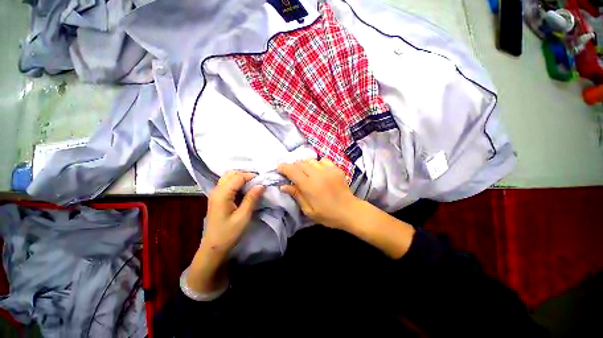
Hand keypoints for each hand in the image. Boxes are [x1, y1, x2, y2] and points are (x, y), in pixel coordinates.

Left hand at [201, 171, 264, 259]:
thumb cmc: (229, 233)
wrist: (214, 247)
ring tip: (253, 185)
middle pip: (231, 174)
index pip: (238, 177)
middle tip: (258, 182)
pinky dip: (237, 183)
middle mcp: (216, 190)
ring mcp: (215, 193)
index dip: (251, 176)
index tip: (263, 181)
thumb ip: (252, 198)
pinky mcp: (217, 198)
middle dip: (246, 175)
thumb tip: (261, 184)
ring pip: (229, 177)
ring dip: (242, 178)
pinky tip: (245, 189)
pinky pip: (228, 184)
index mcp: (222, 194)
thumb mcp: (243, 216)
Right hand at [277, 159, 359, 229]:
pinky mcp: (336, 168)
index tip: (279, 168)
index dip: (284, 168)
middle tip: (292, 173)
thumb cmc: (328, 214)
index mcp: (310, 186)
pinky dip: (317, 164)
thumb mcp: (309, 210)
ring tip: (304, 172)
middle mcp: (318, 174)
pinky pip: (322, 160)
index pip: (293, 171)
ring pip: (311, 160)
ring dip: (304, 164)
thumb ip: (297, 195)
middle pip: (301, 163)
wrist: (350, 211)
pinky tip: (318, 171)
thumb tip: (283, 186)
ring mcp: (329, 170)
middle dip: (293, 166)